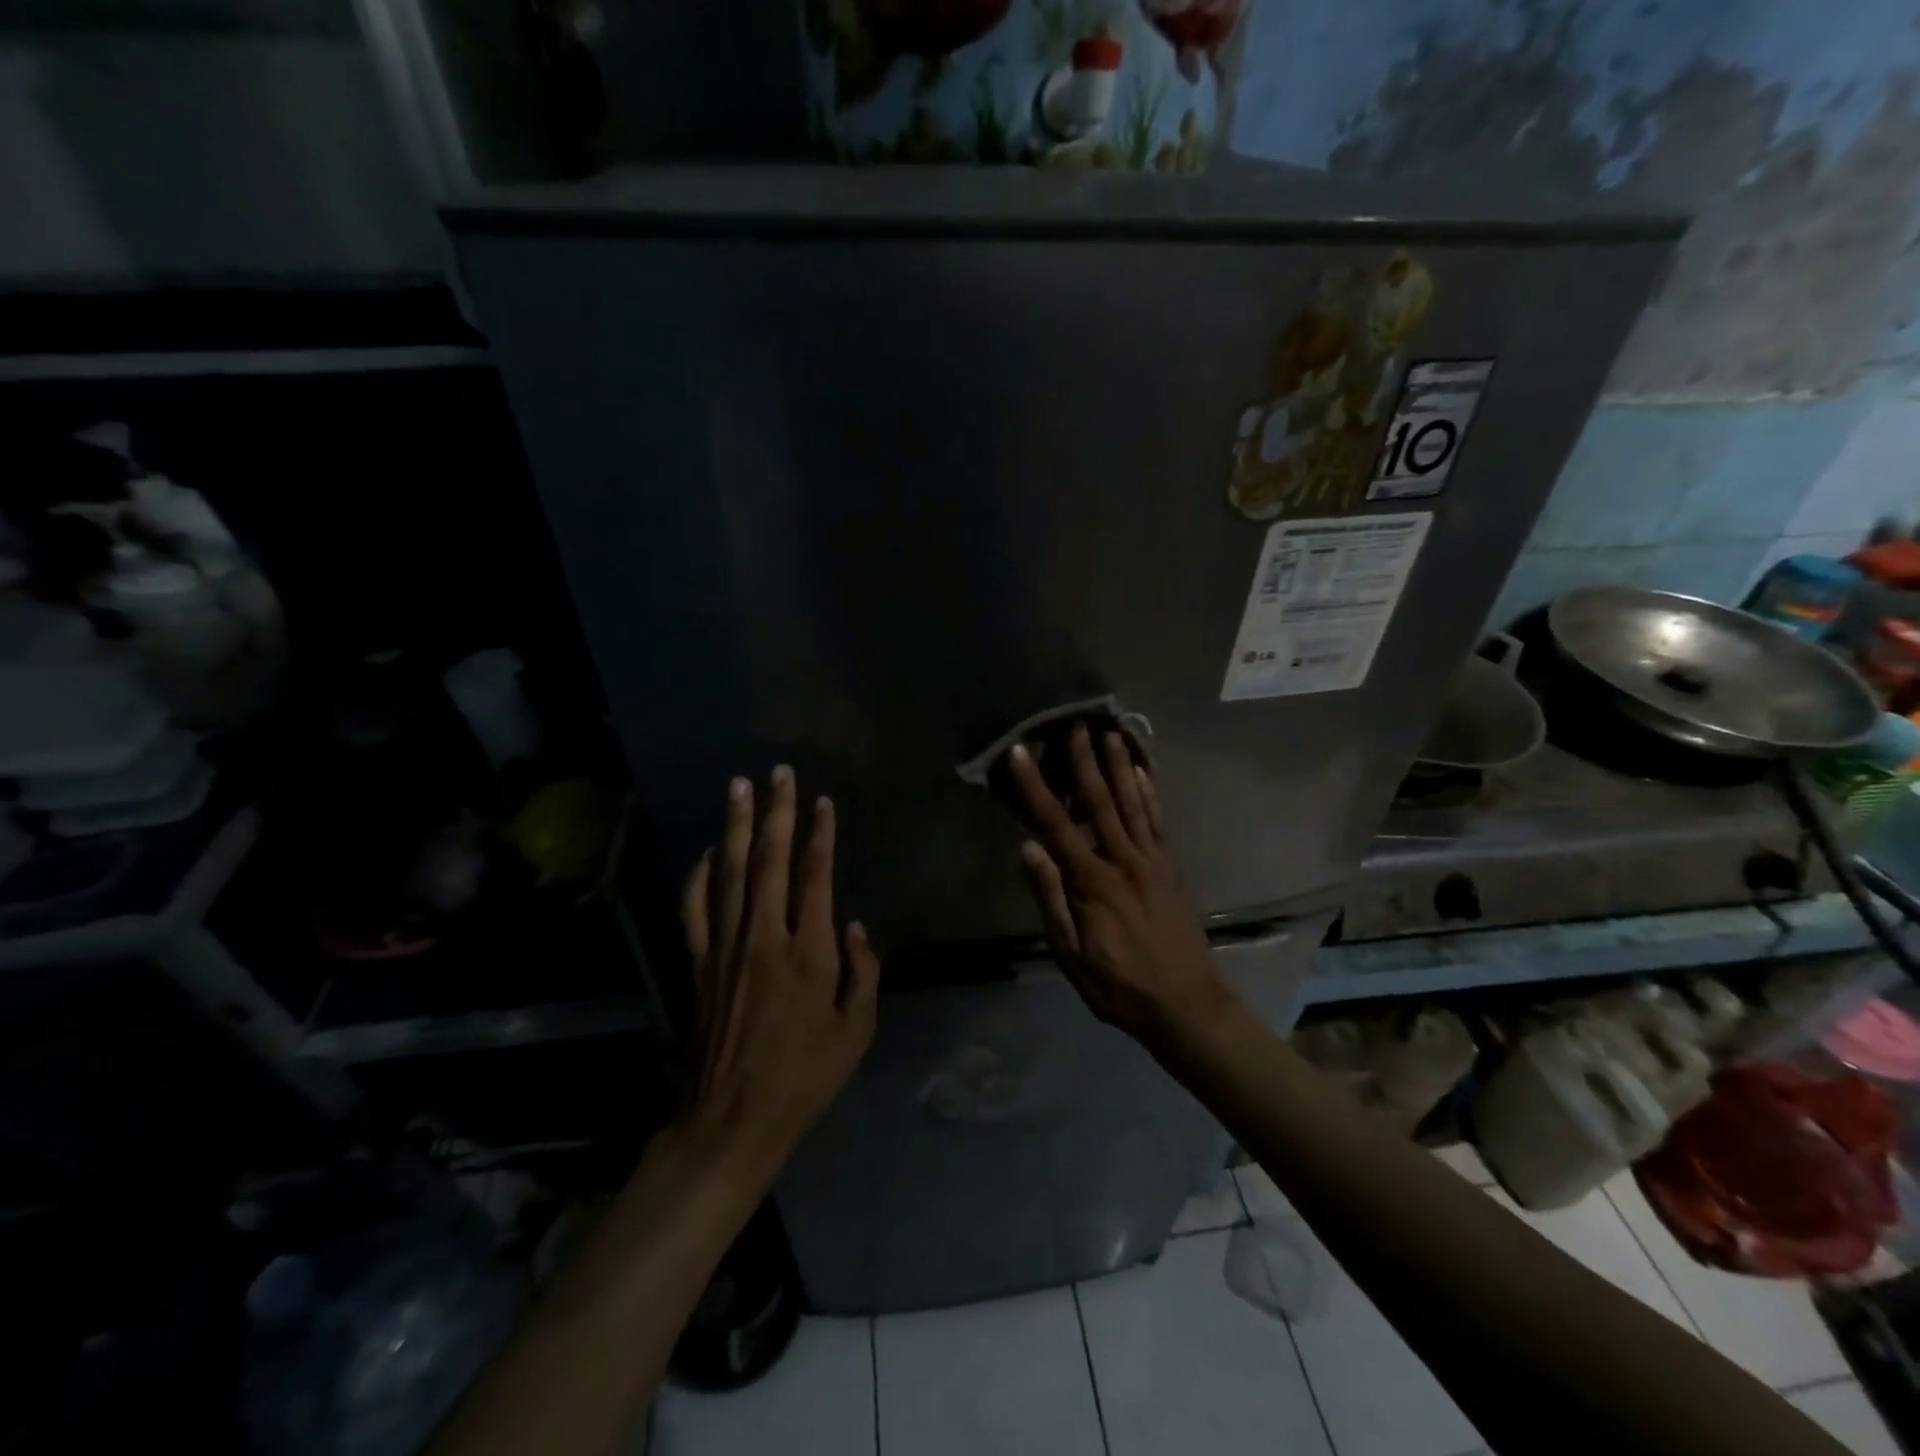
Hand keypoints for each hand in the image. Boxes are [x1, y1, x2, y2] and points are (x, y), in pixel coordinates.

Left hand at [680, 766, 879, 1162]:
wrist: (733, 1119)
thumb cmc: (805, 1076)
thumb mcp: (857, 1031)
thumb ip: (864, 972)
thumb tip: (855, 925)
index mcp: (809, 953)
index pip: (814, 877)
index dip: (820, 836)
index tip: (822, 802)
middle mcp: (764, 938)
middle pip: (768, 860)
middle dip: (776, 811)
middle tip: (779, 772)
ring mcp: (724, 948)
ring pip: (728, 872)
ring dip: (734, 826)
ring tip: (738, 787)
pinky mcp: (697, 964)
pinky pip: (694, 907)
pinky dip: (699, 874)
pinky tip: (708, 851)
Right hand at [1006, 724, 1237, 1053]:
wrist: (1186, 1004)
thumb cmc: (1118, 986)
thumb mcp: (1071, 955)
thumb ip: (1051, 898)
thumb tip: (1028, 847)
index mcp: (1092, 882)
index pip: (1055, 824)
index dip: (1034, 787)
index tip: (1018, 753)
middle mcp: (1122, 860)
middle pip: (1097, 800)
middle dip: (1082, 759)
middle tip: (1072, 721)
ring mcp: (1152, 860)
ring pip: (1130, 802)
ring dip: (1117, 764)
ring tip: (1107, 730)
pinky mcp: (1170, 866)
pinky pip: (1158, 820)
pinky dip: (1149, 791)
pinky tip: (1140, 769)